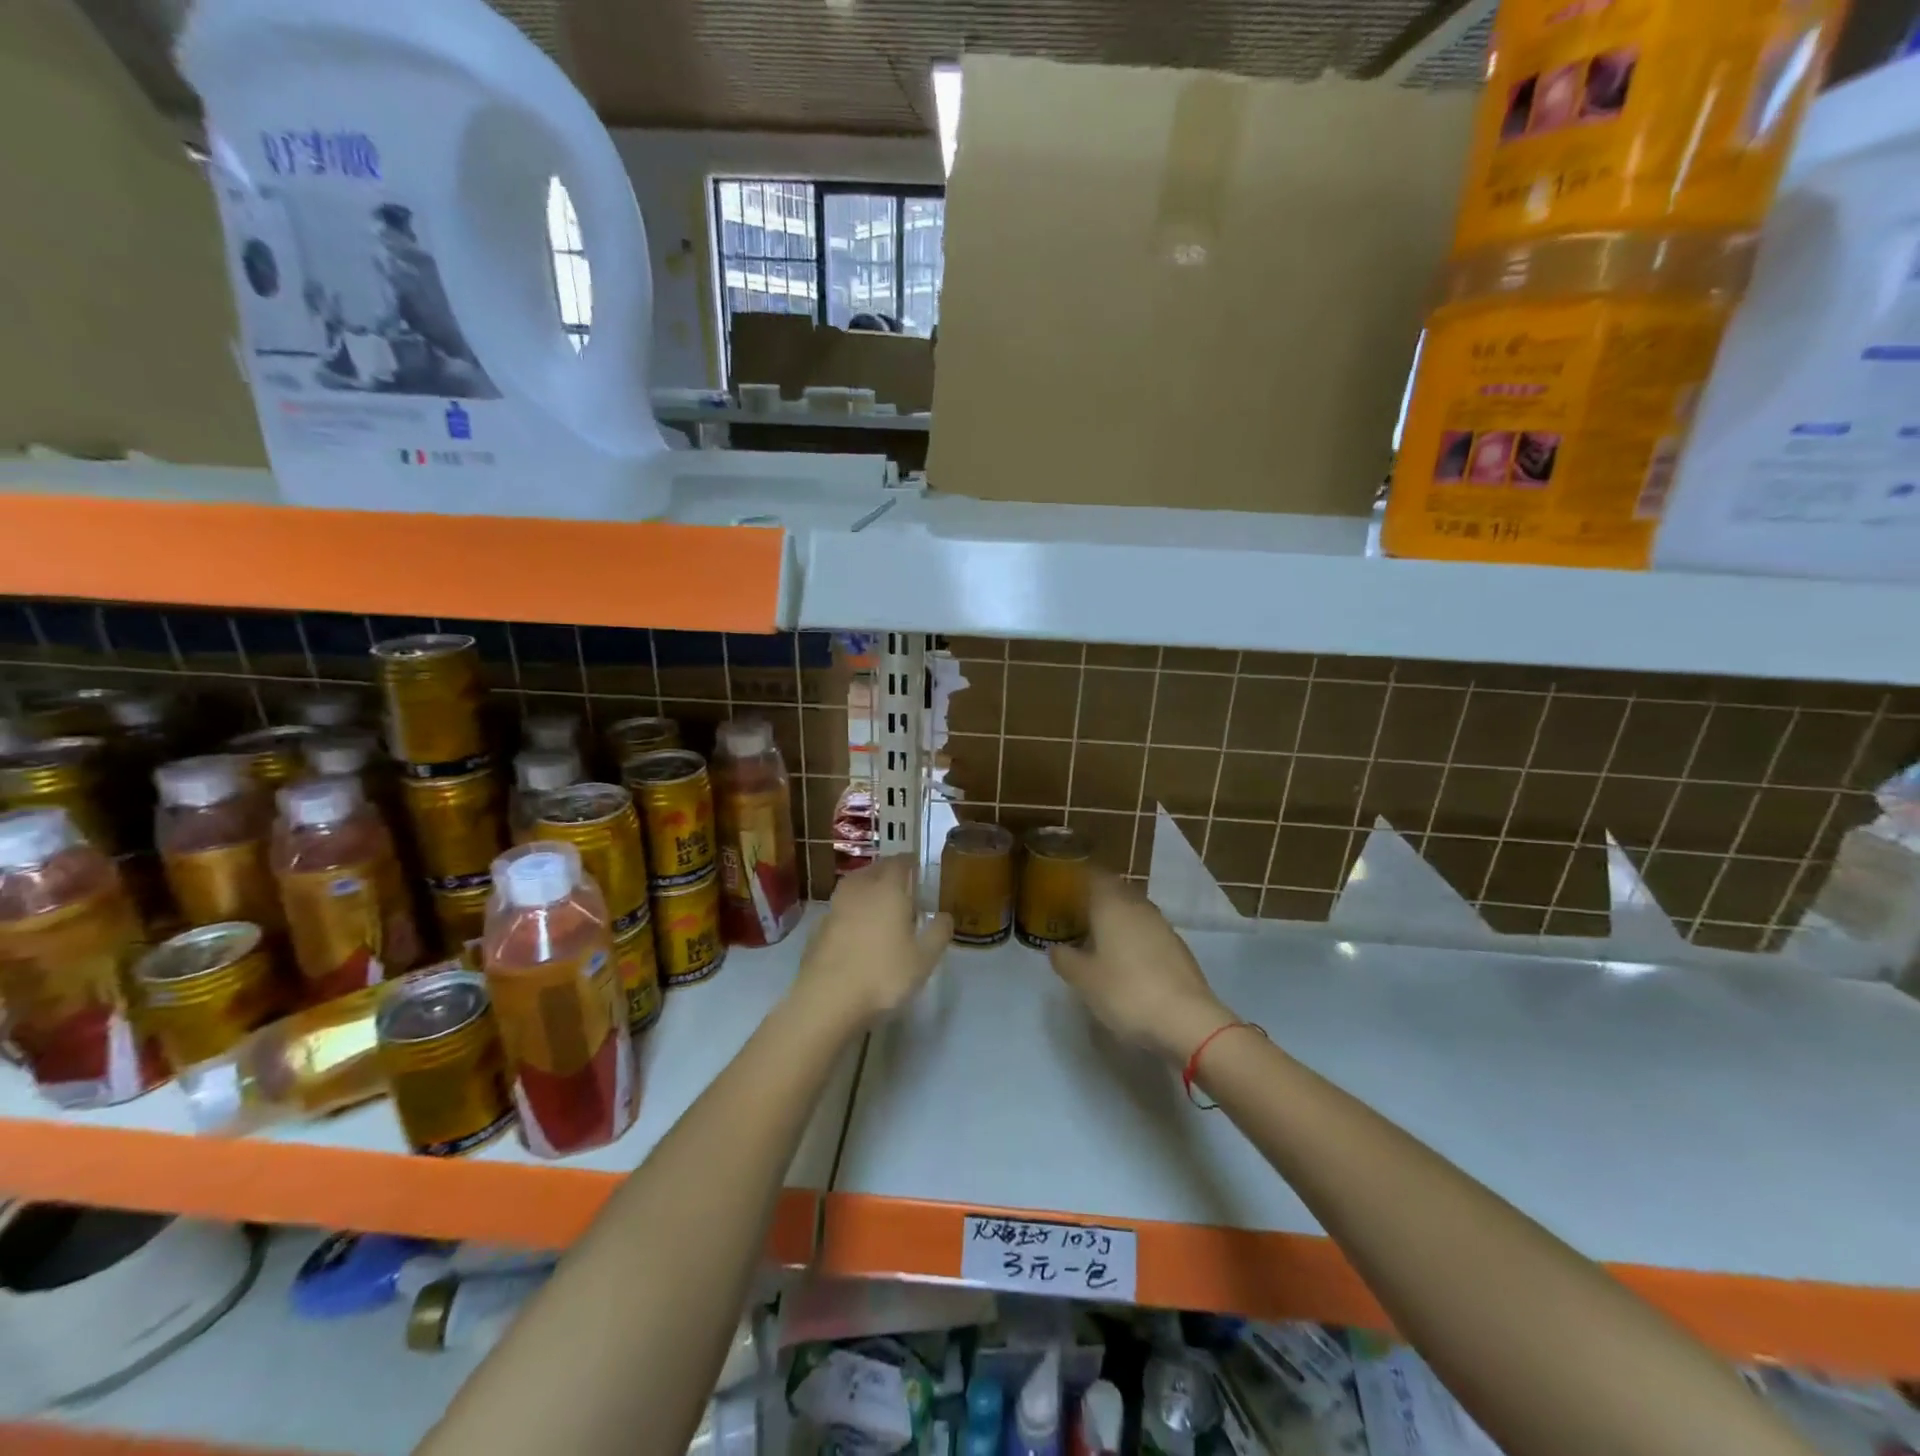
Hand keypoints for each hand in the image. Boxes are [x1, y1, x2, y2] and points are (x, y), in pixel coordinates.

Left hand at [790, 856, 951, 1029]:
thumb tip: (945, 915)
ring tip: (880, 902)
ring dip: (867, 888)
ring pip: (854, 886)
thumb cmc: (883, 974)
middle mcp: (860, 890)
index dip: (909, 861)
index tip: (917, 863)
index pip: (899, 863)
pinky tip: (858, 928)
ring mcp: (835, 907)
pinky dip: (852, 910)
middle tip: (901, 882)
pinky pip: (841, 908)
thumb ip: (938, 932)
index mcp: (888, 890)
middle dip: (888, 871)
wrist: (827, 999)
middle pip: (874, 870)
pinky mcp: (818, 928)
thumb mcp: (924, 959)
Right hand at [1049, 871, 1232, 1064]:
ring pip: (1134, 910)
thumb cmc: (1125, 991)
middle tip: (1078, 916)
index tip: (1064, 890)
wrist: (1186, 1020)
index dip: (1079, 879)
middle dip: (1097, 899)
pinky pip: (1148, 931)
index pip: (1094, 875)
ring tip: (1100, 939)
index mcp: (1111, 904)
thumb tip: (1056, 948)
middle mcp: (1138, 906)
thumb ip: (1064, 959)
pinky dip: (1134, 937)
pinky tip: (1126, 959)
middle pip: (1115, 890)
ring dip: (1117, 919)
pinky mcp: (1178, 947)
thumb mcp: (1083, 979)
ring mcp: (1162, 925)